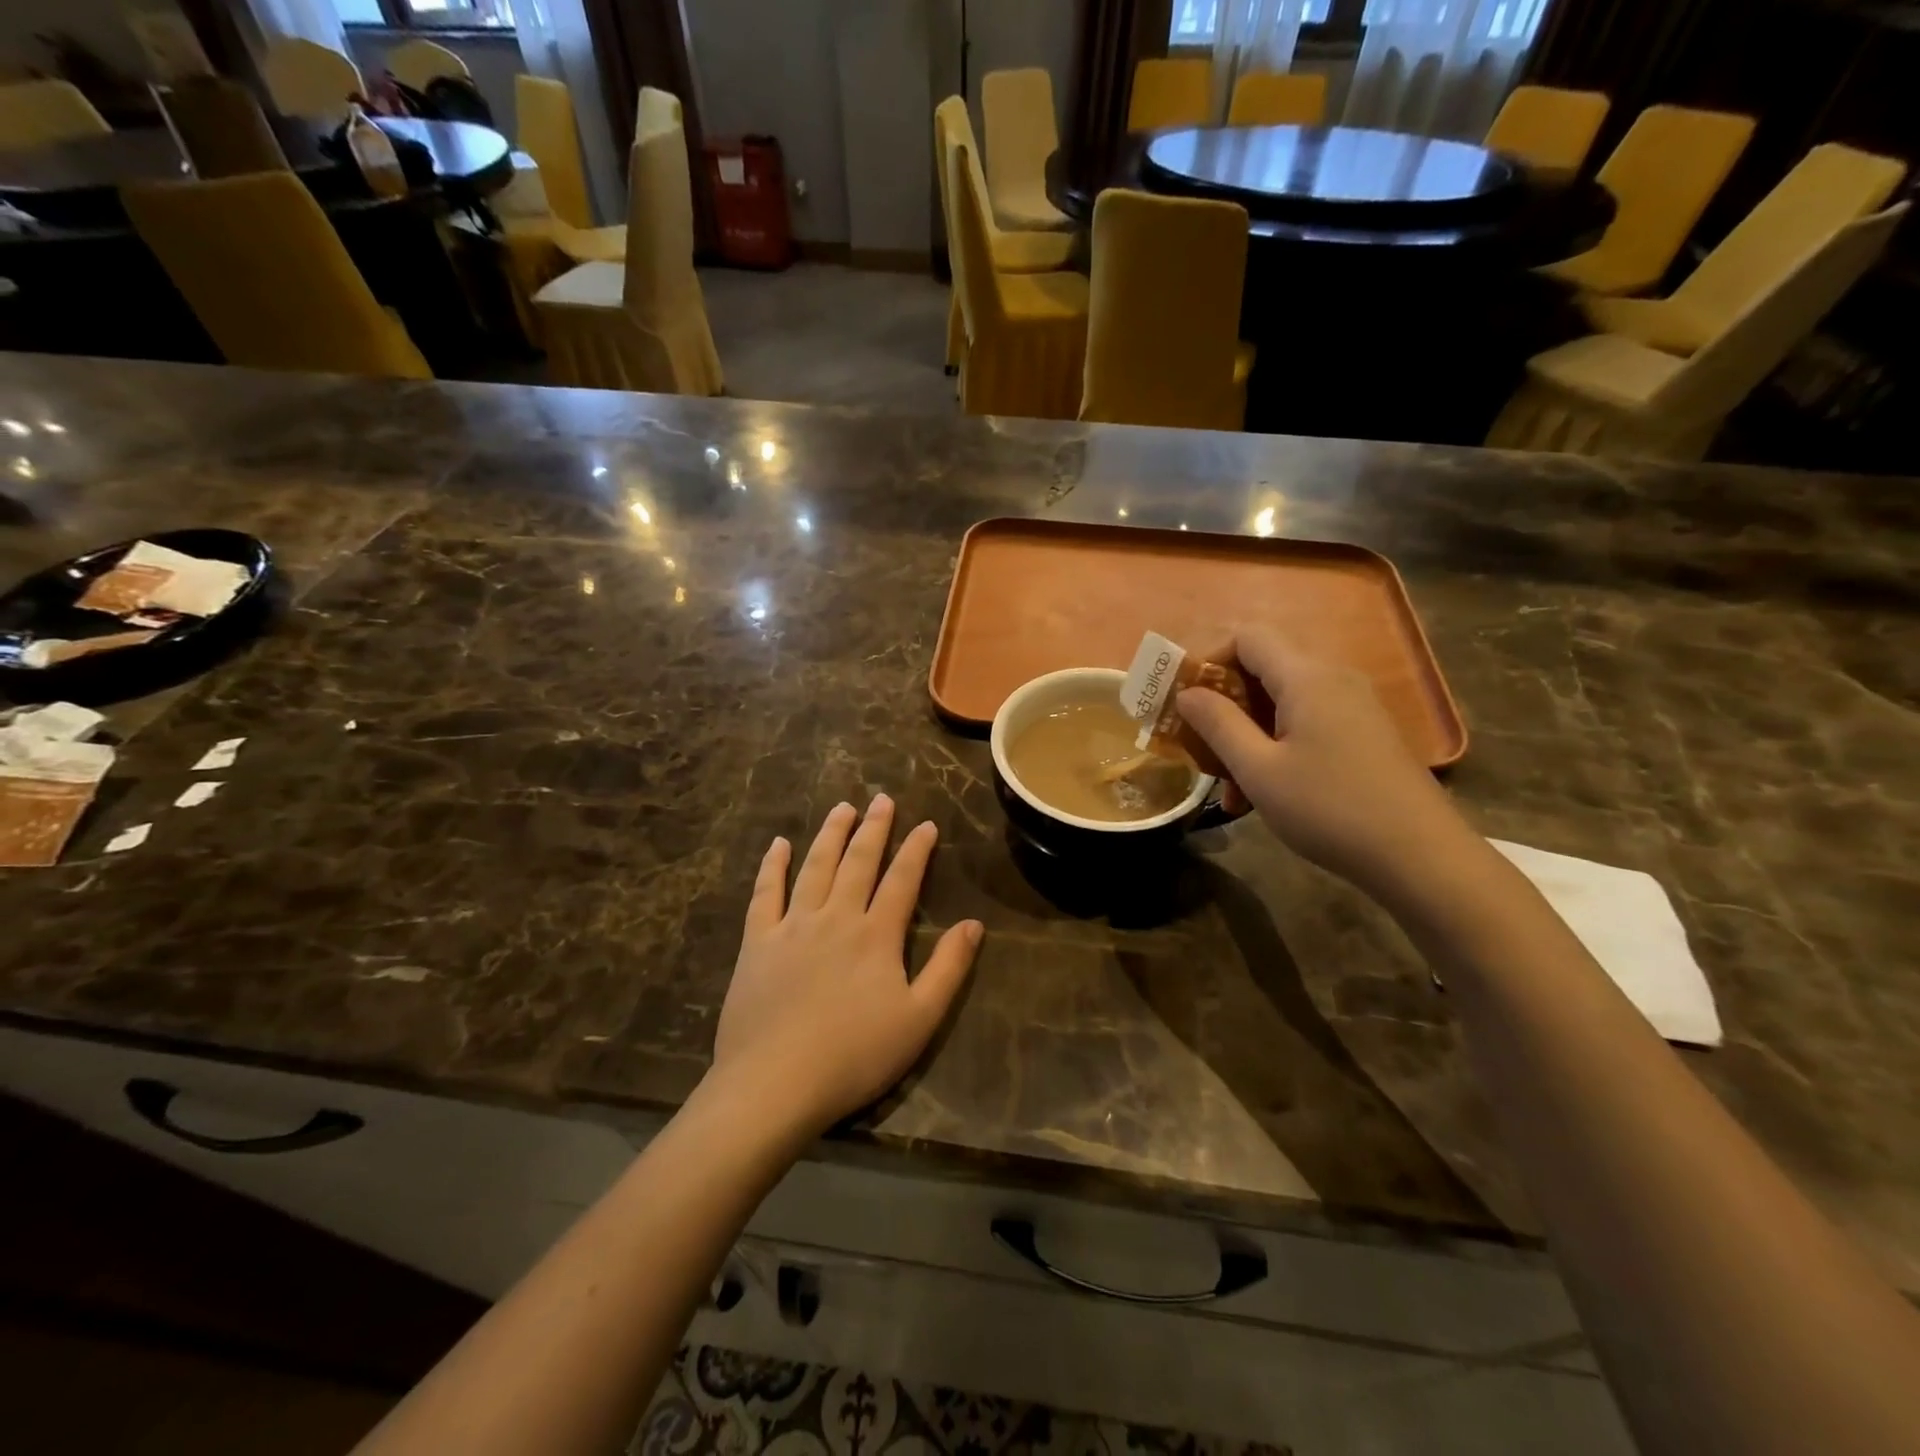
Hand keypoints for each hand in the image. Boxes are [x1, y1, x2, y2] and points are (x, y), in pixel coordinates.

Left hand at [710, 796, 982, 1140]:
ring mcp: (793, 926)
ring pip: (815, 866)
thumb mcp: (919, 1019)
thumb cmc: (855, 1056)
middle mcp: (836, 917)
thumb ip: (949, 968)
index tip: (926, 824)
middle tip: (881, 799)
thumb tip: (973, 924)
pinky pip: (766, 893)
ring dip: (830, 834)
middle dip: (873, 828)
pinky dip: (773, 866)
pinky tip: (778, 845)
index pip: (903, 880)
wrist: (775, 1084)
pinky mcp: (758, 942)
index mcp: (876, 935)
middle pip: (858, 862)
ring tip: (841, 808)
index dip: (916, 850)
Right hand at [1178, 629, 1476, 899]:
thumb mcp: (1259, 770)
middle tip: (1199, 747)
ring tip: (1227, 787)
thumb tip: (1187, 692)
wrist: (1420, 856)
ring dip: (1246, 735)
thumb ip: (1218, 724)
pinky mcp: (1363, 733)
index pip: (1247, 637)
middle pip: (1263, 669)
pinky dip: (1276, 746)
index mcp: (1306, 677)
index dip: (1208, 659)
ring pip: (1282, 703)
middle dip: (1223, 705)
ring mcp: (1353, 706)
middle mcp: (1333, 678)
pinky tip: (1263, 794)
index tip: (1185, 702)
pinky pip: (1306, 723)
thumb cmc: (1329, 808)